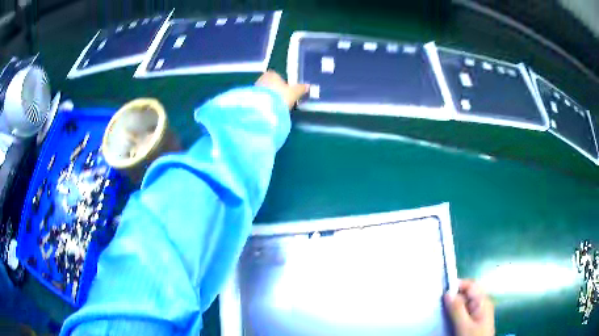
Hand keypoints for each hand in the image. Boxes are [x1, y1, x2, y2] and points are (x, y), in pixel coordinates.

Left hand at [256, 70, 308, 108]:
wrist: (262, 110)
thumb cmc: (280, 97)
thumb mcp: (294, 93)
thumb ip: (300, 89)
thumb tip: (308, 86)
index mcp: (272, 74)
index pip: (279, 77)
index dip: (284, 85)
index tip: (288, 94)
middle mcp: (262, 78)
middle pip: (271, 84)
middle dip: (276, 91)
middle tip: (282, 102)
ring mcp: (254, 88)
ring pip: (265, 92)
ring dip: (269, 98)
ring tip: (275, 108)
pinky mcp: (249, 98)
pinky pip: (259, 99)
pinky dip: (263, 103)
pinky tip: (267, 110)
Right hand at [445, 280, 494, 335]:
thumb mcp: (464, 325)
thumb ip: (457, 309)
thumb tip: (447, 293)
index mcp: (483, 301)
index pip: (470, 285)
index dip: (457, 285)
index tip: (442, 292)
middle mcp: (482, 304)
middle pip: (467, 294)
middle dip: (453, 298)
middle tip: (439, 305)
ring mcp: (479, 313)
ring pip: (464, 304)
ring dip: (453, 307)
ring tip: (442, 314)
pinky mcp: (475, 321)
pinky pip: (464, 313)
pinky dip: (455, 315)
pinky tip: (449, 321)